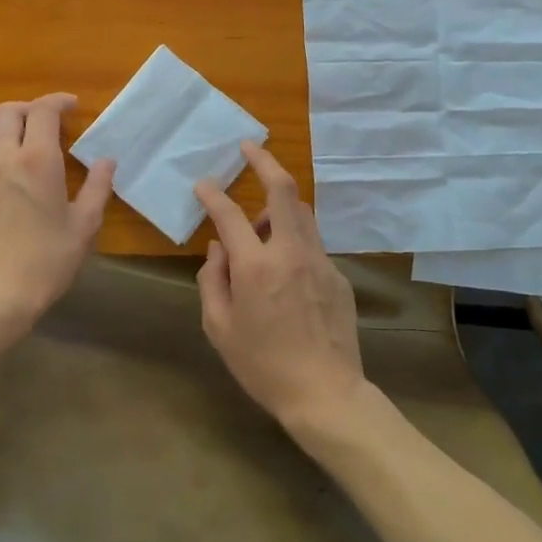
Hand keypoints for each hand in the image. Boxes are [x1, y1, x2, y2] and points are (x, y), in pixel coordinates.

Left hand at [0, 94, 113, 331]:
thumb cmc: (48, 260)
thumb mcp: (84, 225)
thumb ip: (97, 187)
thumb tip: (107, 161)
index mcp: (36, 160)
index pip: (42, 111)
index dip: (58, 101)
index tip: (73, 106)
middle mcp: (3, 159)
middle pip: (7, 112)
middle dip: (30, 108)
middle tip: (50, 122)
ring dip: (6, 126)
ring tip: (26, 142)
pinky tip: (11, 177)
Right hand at [193, 143, 368, 432]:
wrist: (326, 394)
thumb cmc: (263, 366)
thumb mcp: (220, 328)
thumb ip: (213, 280)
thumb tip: (218, 248)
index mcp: (255, 267)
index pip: (229, 214)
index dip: (213, 194)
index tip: (203, 184)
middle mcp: (290, 252)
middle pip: (282, 189)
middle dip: (264, 161)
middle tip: (249, 147)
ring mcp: (319, 261)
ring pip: (301, 211)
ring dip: (277, 205)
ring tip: (259, 226)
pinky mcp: (338, 275)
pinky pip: (312, 241)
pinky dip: (293, 237)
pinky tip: (284, 268)